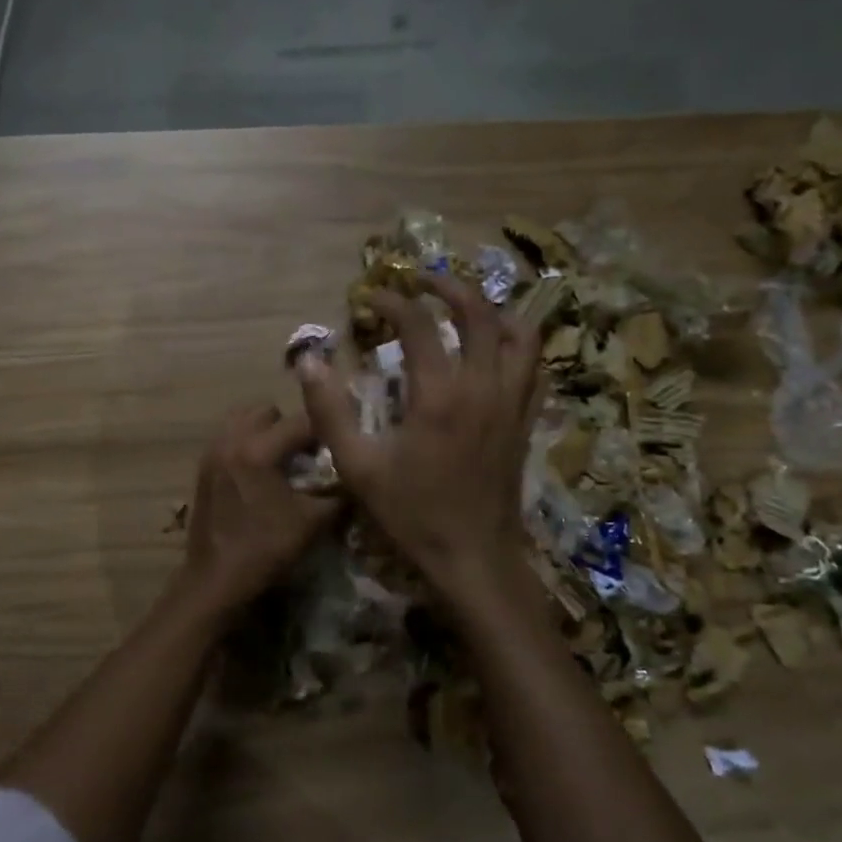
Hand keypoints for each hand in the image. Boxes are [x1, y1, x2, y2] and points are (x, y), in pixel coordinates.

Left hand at [177, 403, 340, 617]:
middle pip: (268, 411)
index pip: (301, 421)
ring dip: (265, 431)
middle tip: (306, 453)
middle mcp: (231, 440)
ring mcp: (212, 452)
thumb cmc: (265, 549)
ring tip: (281, 459)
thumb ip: (339, 493)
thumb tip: (358, 477)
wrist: (216, 580)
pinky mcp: (203, 467)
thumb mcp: (313, 522)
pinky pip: (228, 437)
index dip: (326, 429)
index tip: (340, 442)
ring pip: (242, 419)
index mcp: (258, 450)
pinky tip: (259, 473)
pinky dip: (246, 443)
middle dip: (290, 426)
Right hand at [297, 273, 540, 609]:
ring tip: (464, 308)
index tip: (370, 297)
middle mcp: (483, 387)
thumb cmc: (413, 515)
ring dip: (492, 310)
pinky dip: (517, 345)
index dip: (392, 301)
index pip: (418, 324)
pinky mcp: (524, 421)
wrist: (474, 558)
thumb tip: (308, 360)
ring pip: (519, 334)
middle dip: (448, 288)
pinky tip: (496, 350)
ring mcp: (512, 403)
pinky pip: (534, 367)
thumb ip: (329, 411)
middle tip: (421, 283)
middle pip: (479, 313)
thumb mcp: (358, 467)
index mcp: (440, 395)